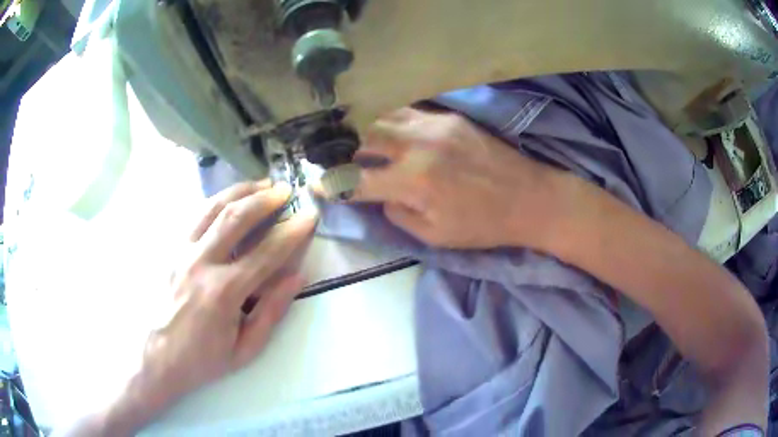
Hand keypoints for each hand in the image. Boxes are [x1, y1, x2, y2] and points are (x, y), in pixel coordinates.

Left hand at [60, 181, 317, 436]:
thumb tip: (296, 277)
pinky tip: (227, 198)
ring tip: (260, 183)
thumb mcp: (245, 348)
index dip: (292, 232)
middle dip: (264, 199)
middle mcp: (200, 263)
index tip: (309, 216)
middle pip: (235, 218)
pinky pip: (193, 215)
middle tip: (284, 190)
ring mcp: (180, 252)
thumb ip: (271, 311)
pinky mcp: (169, 249)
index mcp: (223, 292)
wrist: (156, 357)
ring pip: (211, 208)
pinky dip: (215, 201)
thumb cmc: (202, 358)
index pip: (266, 253)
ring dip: (239, 191)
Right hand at [350, 107, 571, 249]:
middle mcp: (418, 146)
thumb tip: (380, 195)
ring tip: (355, 138)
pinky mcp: (450, 117)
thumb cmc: (483, 225)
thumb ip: (399, 214)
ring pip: (384, 116)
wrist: (529, 198)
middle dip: (342, 146)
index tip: (318, 184)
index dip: (333, 184)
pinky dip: (391, 120)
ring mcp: (435, 125)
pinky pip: (409, 112)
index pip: (357, 180)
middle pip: (364, 135)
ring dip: (365, 127)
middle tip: (333, 154)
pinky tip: (388, 128)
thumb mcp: (435, 237)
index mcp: (414, 183)